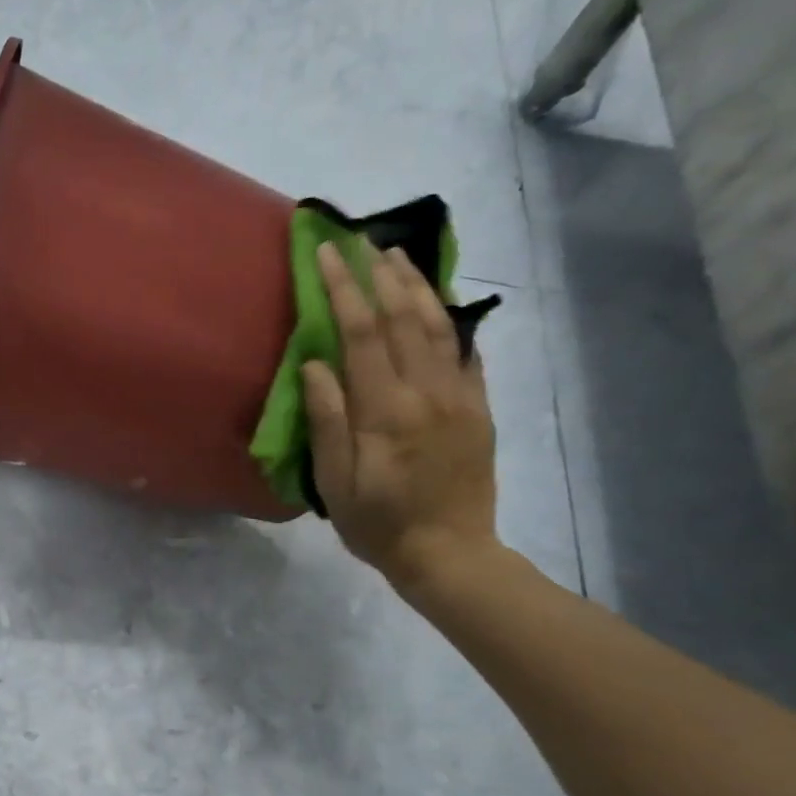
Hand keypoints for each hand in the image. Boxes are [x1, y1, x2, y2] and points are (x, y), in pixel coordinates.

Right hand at [302, 241, 499, 590]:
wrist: (451, 555)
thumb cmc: (379, 524)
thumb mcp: (336, 482)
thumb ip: (327, 420)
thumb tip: (315, 364)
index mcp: (386, 410)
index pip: (363, 332)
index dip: (343, 288)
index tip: (327, 253)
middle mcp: (428, 392)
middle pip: (406, 317)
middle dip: (381, 274)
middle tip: (362, 241)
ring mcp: (461, 398)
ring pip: (441, 326)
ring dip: (418, 286)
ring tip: (397, 257)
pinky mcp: (479, 409)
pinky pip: (467, 354)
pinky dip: (452, 321)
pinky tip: (440, 305)